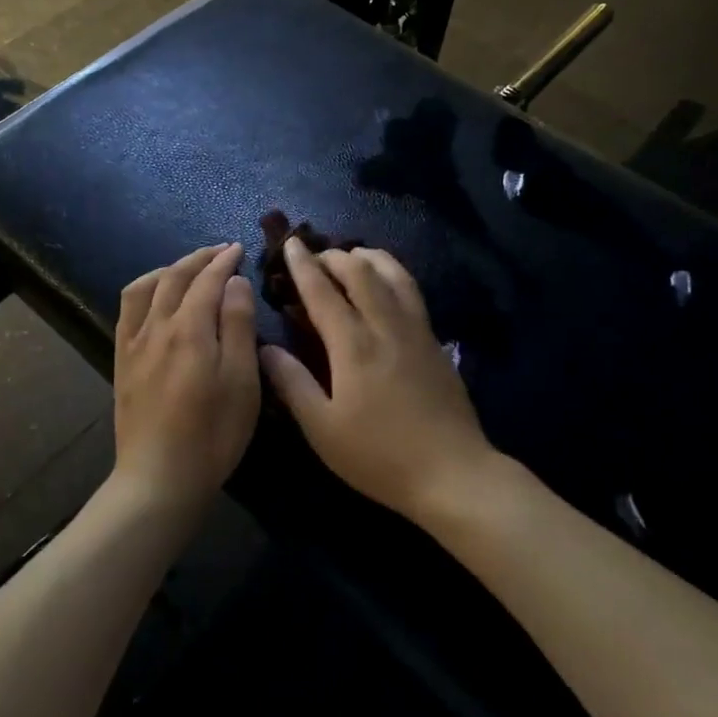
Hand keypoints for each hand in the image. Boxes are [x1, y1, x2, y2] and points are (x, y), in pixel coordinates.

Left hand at [113, 243, 259, 509]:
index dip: (224, 261)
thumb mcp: (241, 380)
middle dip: (198, 258)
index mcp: (190, 328)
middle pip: (175, 277)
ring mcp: (134, 343)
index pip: (207, 280)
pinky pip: (127, 311)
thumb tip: (234, 282)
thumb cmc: (213, 432)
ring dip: (169, 269)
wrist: (160, 477)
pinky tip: (153, 298)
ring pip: (146, 287)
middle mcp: (157, 326)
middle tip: (219, 251)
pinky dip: (144, 291)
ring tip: (187, 268)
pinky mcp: (122, 361)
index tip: (238, 249)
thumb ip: (238, 325)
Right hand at [260, 238, 495, 521]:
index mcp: (354, 346)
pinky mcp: (435, 341)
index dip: (303, 265)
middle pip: (361, 271)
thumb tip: (264, 348)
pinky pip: (411, 290)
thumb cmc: (379, 456)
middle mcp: (386, 326)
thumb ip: (292, 384)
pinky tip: (386, 284)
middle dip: (334, 256)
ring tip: (352, 256)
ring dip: (368, 257)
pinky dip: (392, 273)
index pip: (323, 292)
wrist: (452, 472)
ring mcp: (416, 330)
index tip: (290, 244)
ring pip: (394, 274)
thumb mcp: (323, 429)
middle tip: (315, 255)